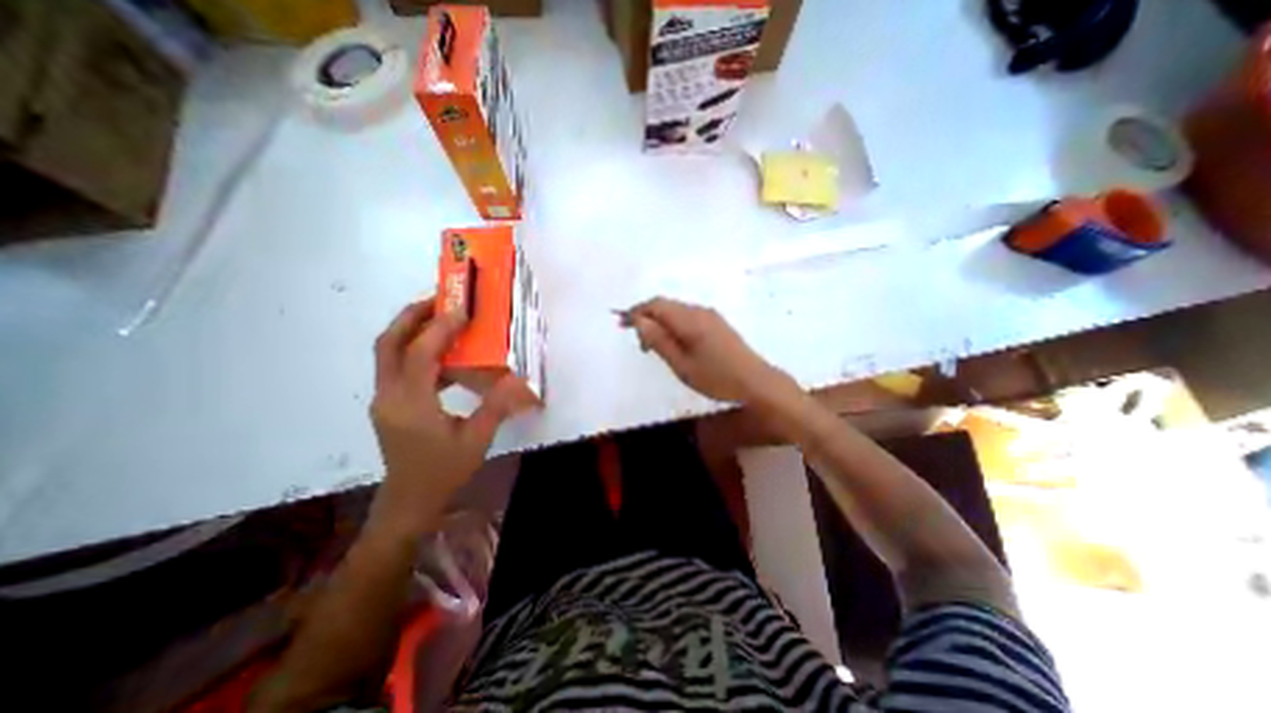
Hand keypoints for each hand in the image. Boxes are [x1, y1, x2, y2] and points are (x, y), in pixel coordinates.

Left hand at [367, 297, 532, 537]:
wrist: (410, 502)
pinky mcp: (390, 404)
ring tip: (443, 320)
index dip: (440, 328)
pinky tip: (445, 358)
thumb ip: (497, 405)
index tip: (463, 310)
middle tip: (439, 299)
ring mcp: (385, 399)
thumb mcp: (477, 439)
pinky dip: (417, 352)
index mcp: (411, 404)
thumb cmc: (444, 472)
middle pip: (388, 344)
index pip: (420, 354)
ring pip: (389, 354)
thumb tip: (519, 378)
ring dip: (412, 331)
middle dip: (411, 316)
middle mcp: (390, 395)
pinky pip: (398, 368)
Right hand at [619, 296, 791, 405]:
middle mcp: (700, 311)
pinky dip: (673, 325)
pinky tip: (673, 342)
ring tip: (652, 345)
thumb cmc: (716, 378)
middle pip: (666, 305)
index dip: (636, 311)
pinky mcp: (717, 324)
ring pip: (677, 310)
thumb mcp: (681, 364)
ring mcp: (711, 316)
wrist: (756, 383)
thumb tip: (639, 321)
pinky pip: (688, 316)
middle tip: (636, 339)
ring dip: (660, 321)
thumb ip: (658, 340)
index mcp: (689, 319)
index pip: (656, 304)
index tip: (621, 325)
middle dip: (647, 316)